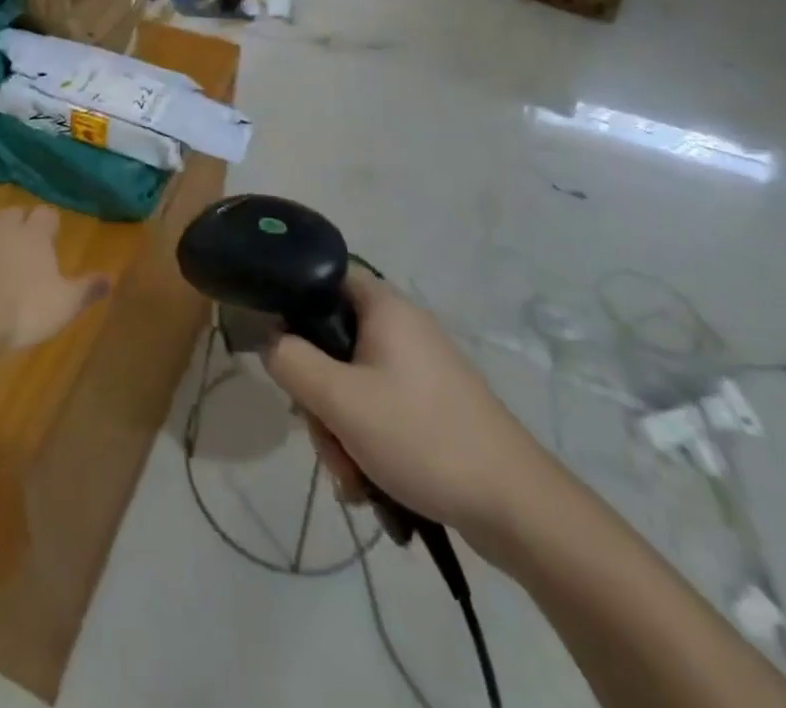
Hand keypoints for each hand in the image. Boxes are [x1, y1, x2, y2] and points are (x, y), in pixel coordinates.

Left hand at [0, 206, 111, 353]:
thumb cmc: (18, 310)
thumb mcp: (61, 307)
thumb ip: (85, 290)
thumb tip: (111, 278)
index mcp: (34, 236)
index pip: (47, 216)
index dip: (48, 224)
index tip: (49, 235)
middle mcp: (2, 224)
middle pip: (12, 213)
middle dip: (15, 225)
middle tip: (16, 247)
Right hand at [264, 269, 554, 544]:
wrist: (518, 508)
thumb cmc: (422, 437)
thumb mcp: (340, 400)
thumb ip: (290, 361)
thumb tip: (268, 339)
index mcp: (383, 306)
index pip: (321, 277)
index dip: (292, 303)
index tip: (280, 348)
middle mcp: (400, 327)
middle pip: (331, 341)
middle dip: (317, 395)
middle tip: (323, 434)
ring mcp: (417, 368)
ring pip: (350, 383)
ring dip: (338, 429)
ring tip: (351, 476)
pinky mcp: (428, 405)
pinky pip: (376, 409)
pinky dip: (364, 441)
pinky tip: (367, 485)